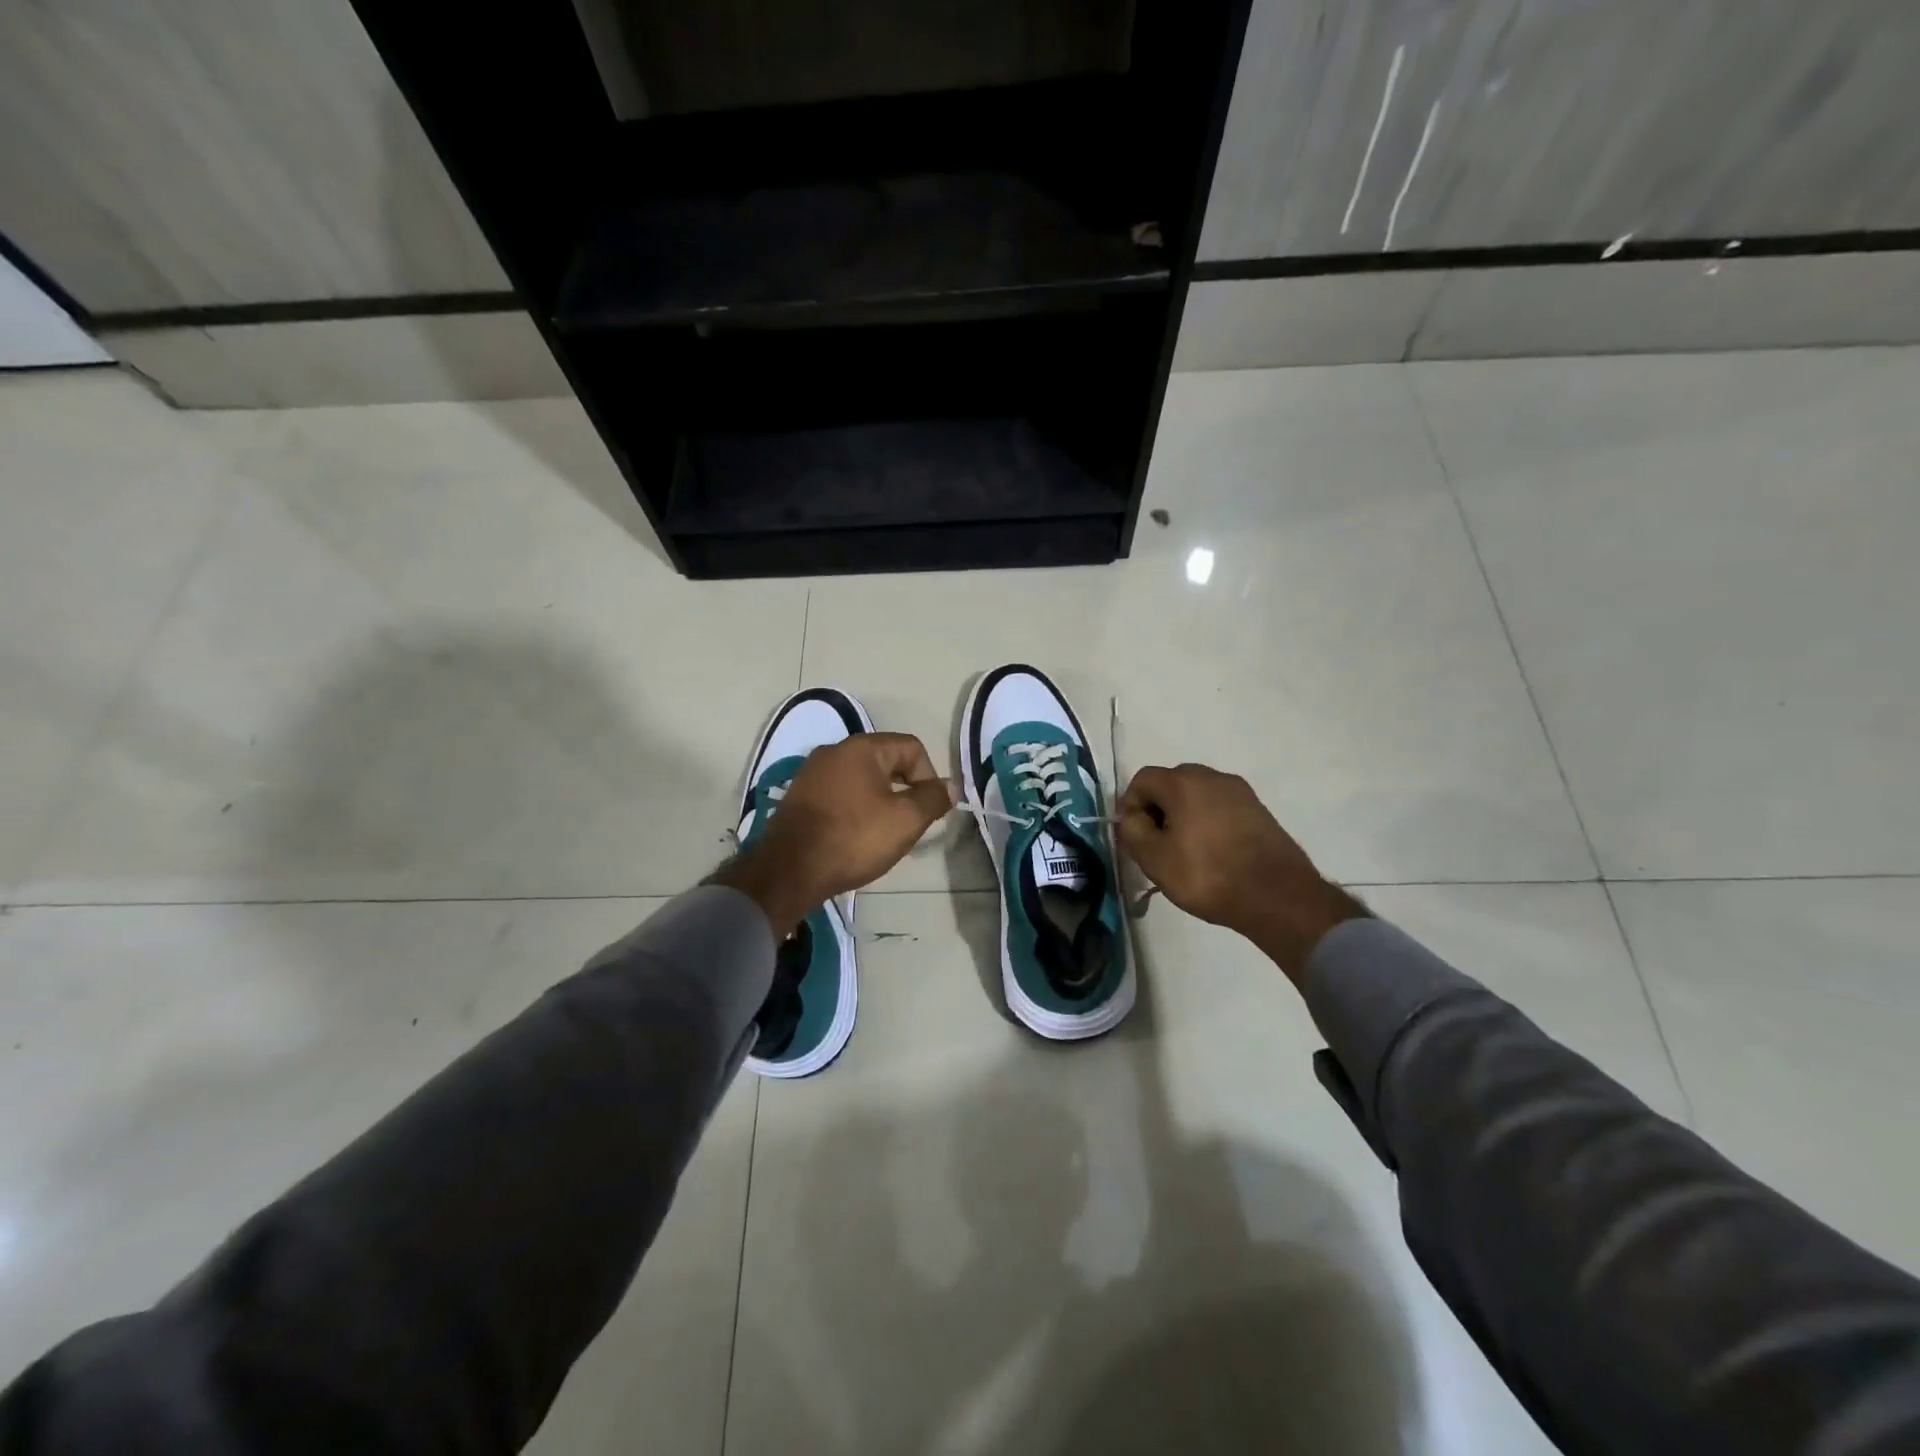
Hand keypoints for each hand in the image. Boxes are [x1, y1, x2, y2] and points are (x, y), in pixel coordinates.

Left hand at [721, 733, 953, 934]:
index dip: (929, 776)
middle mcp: (834, 751)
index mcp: (862, 748)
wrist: (788, 870)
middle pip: (885, 762)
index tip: (928, 811)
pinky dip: (854, 810)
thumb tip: (949, 786)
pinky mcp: (798, 797)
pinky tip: (854, 837)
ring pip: (861, 780)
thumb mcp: (905, 820)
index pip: (911, 748)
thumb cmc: (853, 838)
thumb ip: (932, 799)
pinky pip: (839, 795)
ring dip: (879, 802)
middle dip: (904, 790)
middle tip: (909, 825)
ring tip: (882, 834)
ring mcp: (811, 773)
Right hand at [1116, 763, 1363, 978]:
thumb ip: (1132, 831)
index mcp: (1183, 783)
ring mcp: (1240, 792)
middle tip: (1156, 843)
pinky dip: (1208, 822)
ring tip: (1184, 851)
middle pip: (1171, 783)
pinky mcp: (1259, 809)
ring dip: (1183, 815)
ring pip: (1197, 795)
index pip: (1143, 779)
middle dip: (1157, 809)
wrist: (1278, 896)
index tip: (1134, 836)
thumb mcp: (1155, 859)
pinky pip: (1220, 807)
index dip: (1130, 805)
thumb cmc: (1208, 875)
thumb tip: (1132, 818)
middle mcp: (1212, 777)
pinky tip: (1212, 853)